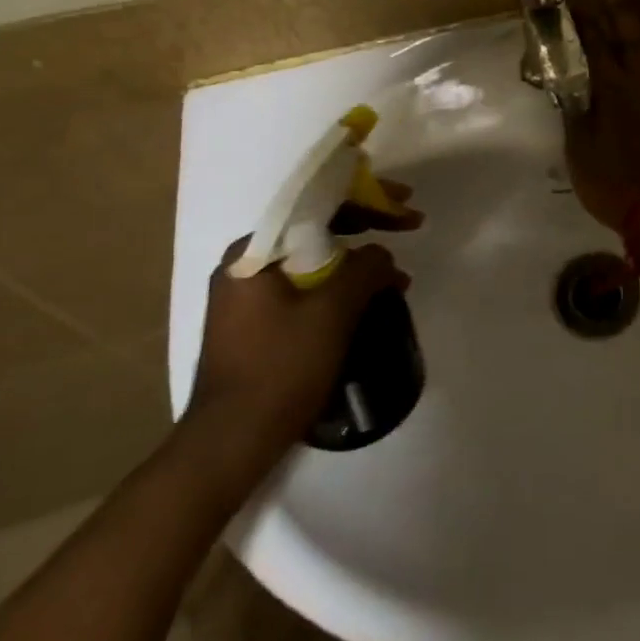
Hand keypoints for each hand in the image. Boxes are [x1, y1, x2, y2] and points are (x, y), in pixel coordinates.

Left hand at [188, 189, 417, 467]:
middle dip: (367, 225)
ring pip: (314, 259)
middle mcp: (246, 265)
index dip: (368, 197)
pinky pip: (306, 287)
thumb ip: (365, 268)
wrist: (230, 443)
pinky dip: (340, 286)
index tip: (405, 201)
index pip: (317, 204)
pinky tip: (368, 302)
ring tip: (396, 276)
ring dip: (358, 260)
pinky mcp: (256, 324)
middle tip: (409, 224)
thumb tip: (382, 255)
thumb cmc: (280, 368)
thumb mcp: (333, 311)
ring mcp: (248, 296)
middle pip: (316, 228)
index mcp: (255, 252)